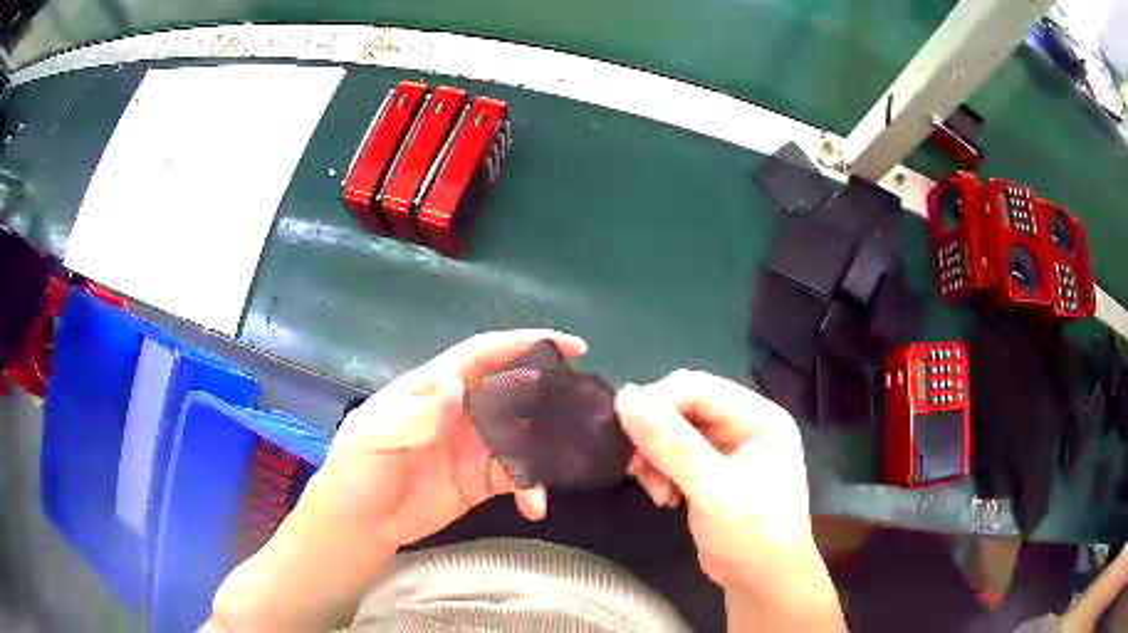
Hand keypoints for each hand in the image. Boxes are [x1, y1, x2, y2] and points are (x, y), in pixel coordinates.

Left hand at [310, 329, 587, 550]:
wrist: (357, 525)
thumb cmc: (355, 473)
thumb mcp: (372, 439)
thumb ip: (413, 416)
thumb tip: (455, 386)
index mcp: (433, 389)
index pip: (482, 355)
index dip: (522, 344)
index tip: (569, 345)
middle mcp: (460, 412)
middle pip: (513, 391)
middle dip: (550, 395)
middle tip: (586, 410)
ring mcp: (474, 448)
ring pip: (524, 436)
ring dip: (548, 449)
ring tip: (569, 464)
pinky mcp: (482, 482)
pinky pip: (519, 477)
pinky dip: (533, 488)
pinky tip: (536, 506)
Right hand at [615, 370, 842, 630]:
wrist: (762, 581)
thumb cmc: (751, 534)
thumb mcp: (712, 489)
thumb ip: (672, 444)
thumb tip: (626, 398)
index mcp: (759, 417)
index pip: (699, 388)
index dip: (658, 400)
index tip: (623, 427)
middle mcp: (744, 426)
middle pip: (685, 407)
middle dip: (655, 435)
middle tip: (636, 465)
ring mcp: (728, 450)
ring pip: (674, 433)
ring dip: (655, 458)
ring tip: (655, 491)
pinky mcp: (711, 473)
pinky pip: (675, 457)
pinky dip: (661, 472)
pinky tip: (664, 498)